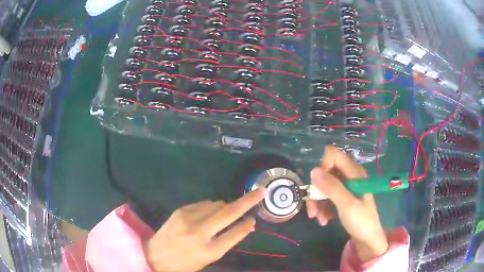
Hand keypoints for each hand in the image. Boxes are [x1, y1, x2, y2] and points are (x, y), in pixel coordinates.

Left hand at [144, 188, 265, 271]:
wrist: (155, 255)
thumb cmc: (185, 262)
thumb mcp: (208, 259)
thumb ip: (225, 242)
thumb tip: (243, 225)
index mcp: (209, 250)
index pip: (234, 234)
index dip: (247, 225)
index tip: (254, 218)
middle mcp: (199, 232)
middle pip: (228, 212)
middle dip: (247, 201)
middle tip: (260, 192)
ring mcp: (188, 218)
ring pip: (216, 205)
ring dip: (226, 206)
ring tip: (227, 212)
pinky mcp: (181, 210)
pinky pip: (204, 204)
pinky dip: (212, 206)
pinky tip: (210, 212)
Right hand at [307, 145, 388, 261]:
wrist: (367, 239)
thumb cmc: (361, 221)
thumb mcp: (347, 204)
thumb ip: (332, 187)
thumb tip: (313, 170)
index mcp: (354, 173)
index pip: (334, 155)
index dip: (323, 166)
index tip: (318, 185)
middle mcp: (349, 176)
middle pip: (327, 173)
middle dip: (317, 190)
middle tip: (313, 209)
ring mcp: (346, 187)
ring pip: (325, 186)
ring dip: (318, 202)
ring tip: (318, 218)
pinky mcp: (343, 198)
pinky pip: (328, 196)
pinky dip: (323, 207)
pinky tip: (324, 220)